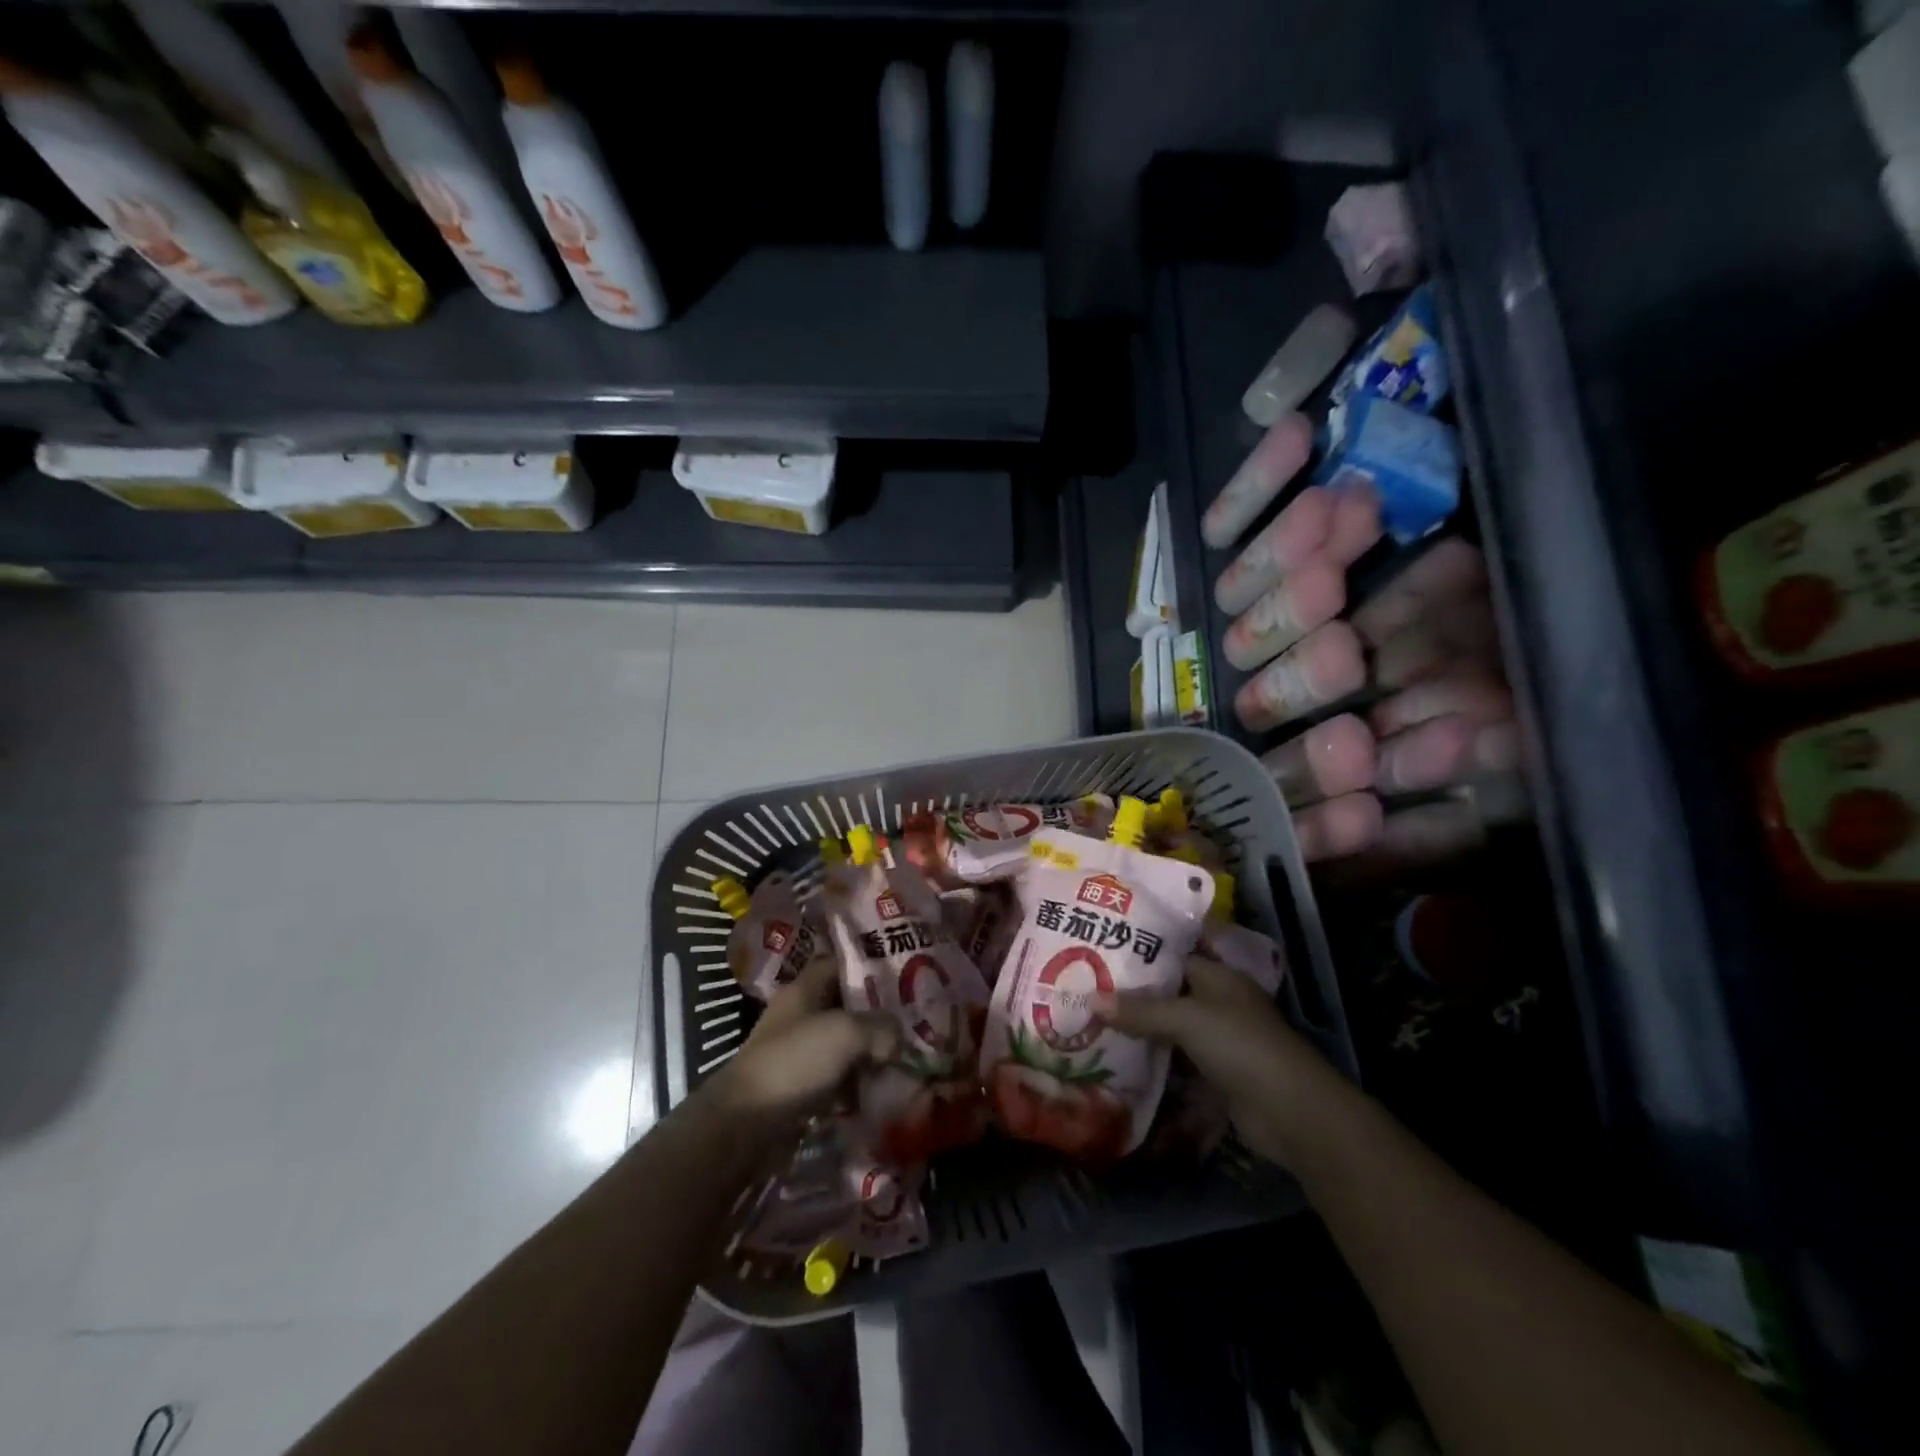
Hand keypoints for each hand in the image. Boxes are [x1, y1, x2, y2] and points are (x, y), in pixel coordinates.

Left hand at [706, 954, 896, 1129]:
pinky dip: (858, 1083)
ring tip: (904, 1055)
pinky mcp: (802, 1088)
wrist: (746, 1125)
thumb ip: (880, 1027)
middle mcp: (800, 1016)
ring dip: (871, 1051)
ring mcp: (800, 1053)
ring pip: (844, 1044)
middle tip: (911, 1019)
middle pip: (845, 1006)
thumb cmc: (794, 1062)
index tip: (901, 973)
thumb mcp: (845, 1033)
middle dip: (877, 1014)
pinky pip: (838, 1078)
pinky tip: (883, 1088)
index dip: (867, 965)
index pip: (839, 964)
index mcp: (804, 989)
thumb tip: (897, 1038)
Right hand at [1103, 958, 1334, 1167]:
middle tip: (1087, 988)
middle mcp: (1218, 1003)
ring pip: (1171, 1029)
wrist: (1290, 1111)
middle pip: (1170, 993)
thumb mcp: (1185, 1019)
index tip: (1101, 951)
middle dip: (1133, 995)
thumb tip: (1090, 1000)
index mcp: (1218, 976)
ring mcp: (1219, 1041)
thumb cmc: (1240, 1045)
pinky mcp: (1216, 1075)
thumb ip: (1139, 1010)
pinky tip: (1120, 1060)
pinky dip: (1154, 1061)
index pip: (1173, 955)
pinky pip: (1177, 1061)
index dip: (1140, 954)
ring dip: (1141, 1030)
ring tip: (1094, 1021)